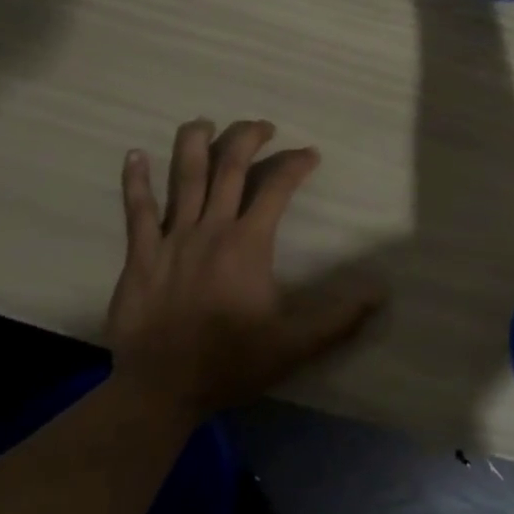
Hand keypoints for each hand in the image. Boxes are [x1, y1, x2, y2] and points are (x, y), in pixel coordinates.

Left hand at [104, 119, 384, 421]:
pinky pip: (137, 210)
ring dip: (194, 143)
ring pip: (184, 176)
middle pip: (230, 166)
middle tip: (263, 126)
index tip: (310, 154)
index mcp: (247, 243)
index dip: (296, 163)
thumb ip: (338, 317)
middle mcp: (211, 228)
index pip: (277, 186)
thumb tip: (380, 292)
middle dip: (248, 137)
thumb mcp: (293, 345)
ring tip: (204, 122)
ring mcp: (172, 238)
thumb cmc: (230, 362)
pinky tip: (133, 154)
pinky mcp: (140, 254)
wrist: (160, 391)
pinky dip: (135, 181)